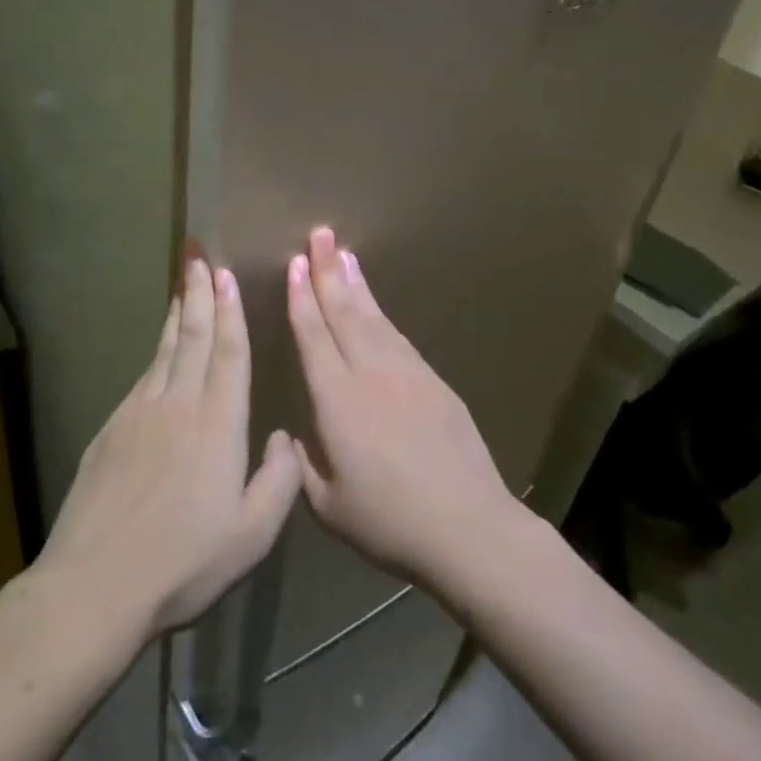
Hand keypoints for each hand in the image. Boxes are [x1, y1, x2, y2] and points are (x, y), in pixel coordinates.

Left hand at [38, 255, 301, 639]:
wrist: (94, 585)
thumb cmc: (184, 563)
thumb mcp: (252, 535)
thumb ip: (280, 481)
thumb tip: (287, 437)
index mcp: (217, 424)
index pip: (228, 353)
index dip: (230, 310)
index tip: (225, 274)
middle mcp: (177, 405)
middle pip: (193, 337)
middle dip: (197, 293)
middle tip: (197, 255)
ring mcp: (138, 414)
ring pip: (164, 351)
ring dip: (178, 315)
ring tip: (182, 286)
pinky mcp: (110, 430)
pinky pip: (142, 377)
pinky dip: (157, 353)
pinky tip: (160, 352)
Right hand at [285, 226, 518, 589]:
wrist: (468, 527)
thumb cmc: (389, 523)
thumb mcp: (328, 505)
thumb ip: (304, 464)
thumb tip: (296, 436)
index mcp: (337, 401)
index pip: (313, 337)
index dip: (300, 298)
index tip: (293, 264)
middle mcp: (370, 374)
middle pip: (344, 312)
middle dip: (327, 271)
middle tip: (318, 234)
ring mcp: (407, 373)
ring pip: (374, 318)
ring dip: (355, 283)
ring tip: (343, 255)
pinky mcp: (434, 382)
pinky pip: (398, 337)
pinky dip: (381, 314)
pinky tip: (374, 306)